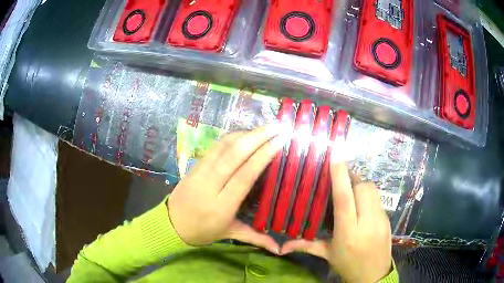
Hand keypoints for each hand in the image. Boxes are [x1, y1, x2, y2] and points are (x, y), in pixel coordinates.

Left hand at [168, 124, 282, 253]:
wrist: (171, 224)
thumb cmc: (202, 231)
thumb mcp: (229, 234)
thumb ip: (256, 238)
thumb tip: (279, 249)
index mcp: (222, 206)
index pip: (244, 176)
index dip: (262, 157)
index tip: (278, 142)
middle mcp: (210, 186)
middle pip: (233, 156)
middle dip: (257, 138)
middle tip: (276, 127)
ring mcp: (199, 173)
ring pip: (222, 148)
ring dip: (244, 134)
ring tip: (264, 127)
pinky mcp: (193, 166)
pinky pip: (213, 148)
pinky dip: (230, 138)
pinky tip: (244, 134)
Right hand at [280, 161, 391, 282]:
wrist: (374, 276)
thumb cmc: (348, 265)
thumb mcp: (327, 255)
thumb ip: (306, 246)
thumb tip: (281, 248)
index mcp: (348, 233)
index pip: (345, 199)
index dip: (340, 176)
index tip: (336, 155)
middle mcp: (367, 222)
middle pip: (362, 187)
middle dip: (352, 177)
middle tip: (341, 178)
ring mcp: (381, 219)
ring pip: (372, 189)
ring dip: (361, 184)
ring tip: (351, 189)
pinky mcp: (388, 218)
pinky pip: (378, 198)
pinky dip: (368, 194)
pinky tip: (361, 203)